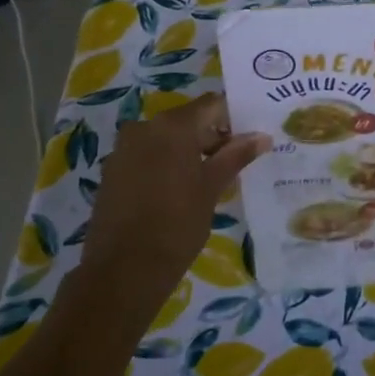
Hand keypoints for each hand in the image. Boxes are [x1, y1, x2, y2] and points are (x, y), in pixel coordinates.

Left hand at [82, 94, 269, 294]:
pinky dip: (165, 164)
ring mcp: (124, 148)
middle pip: (188, 120)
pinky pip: (147, 156)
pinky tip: (178, 192)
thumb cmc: (177, 224)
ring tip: (207, 182)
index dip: (233, 119)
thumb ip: (236, 155)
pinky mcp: (112, 171)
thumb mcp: (212, 187)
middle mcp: (145, 127)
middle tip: (233, 164)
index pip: (212, 105)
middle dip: (211, 138)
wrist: (123, 270)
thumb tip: (262, 136)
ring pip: (166, 139)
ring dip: (188, 152)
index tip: (248, 140)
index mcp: (173, 125)